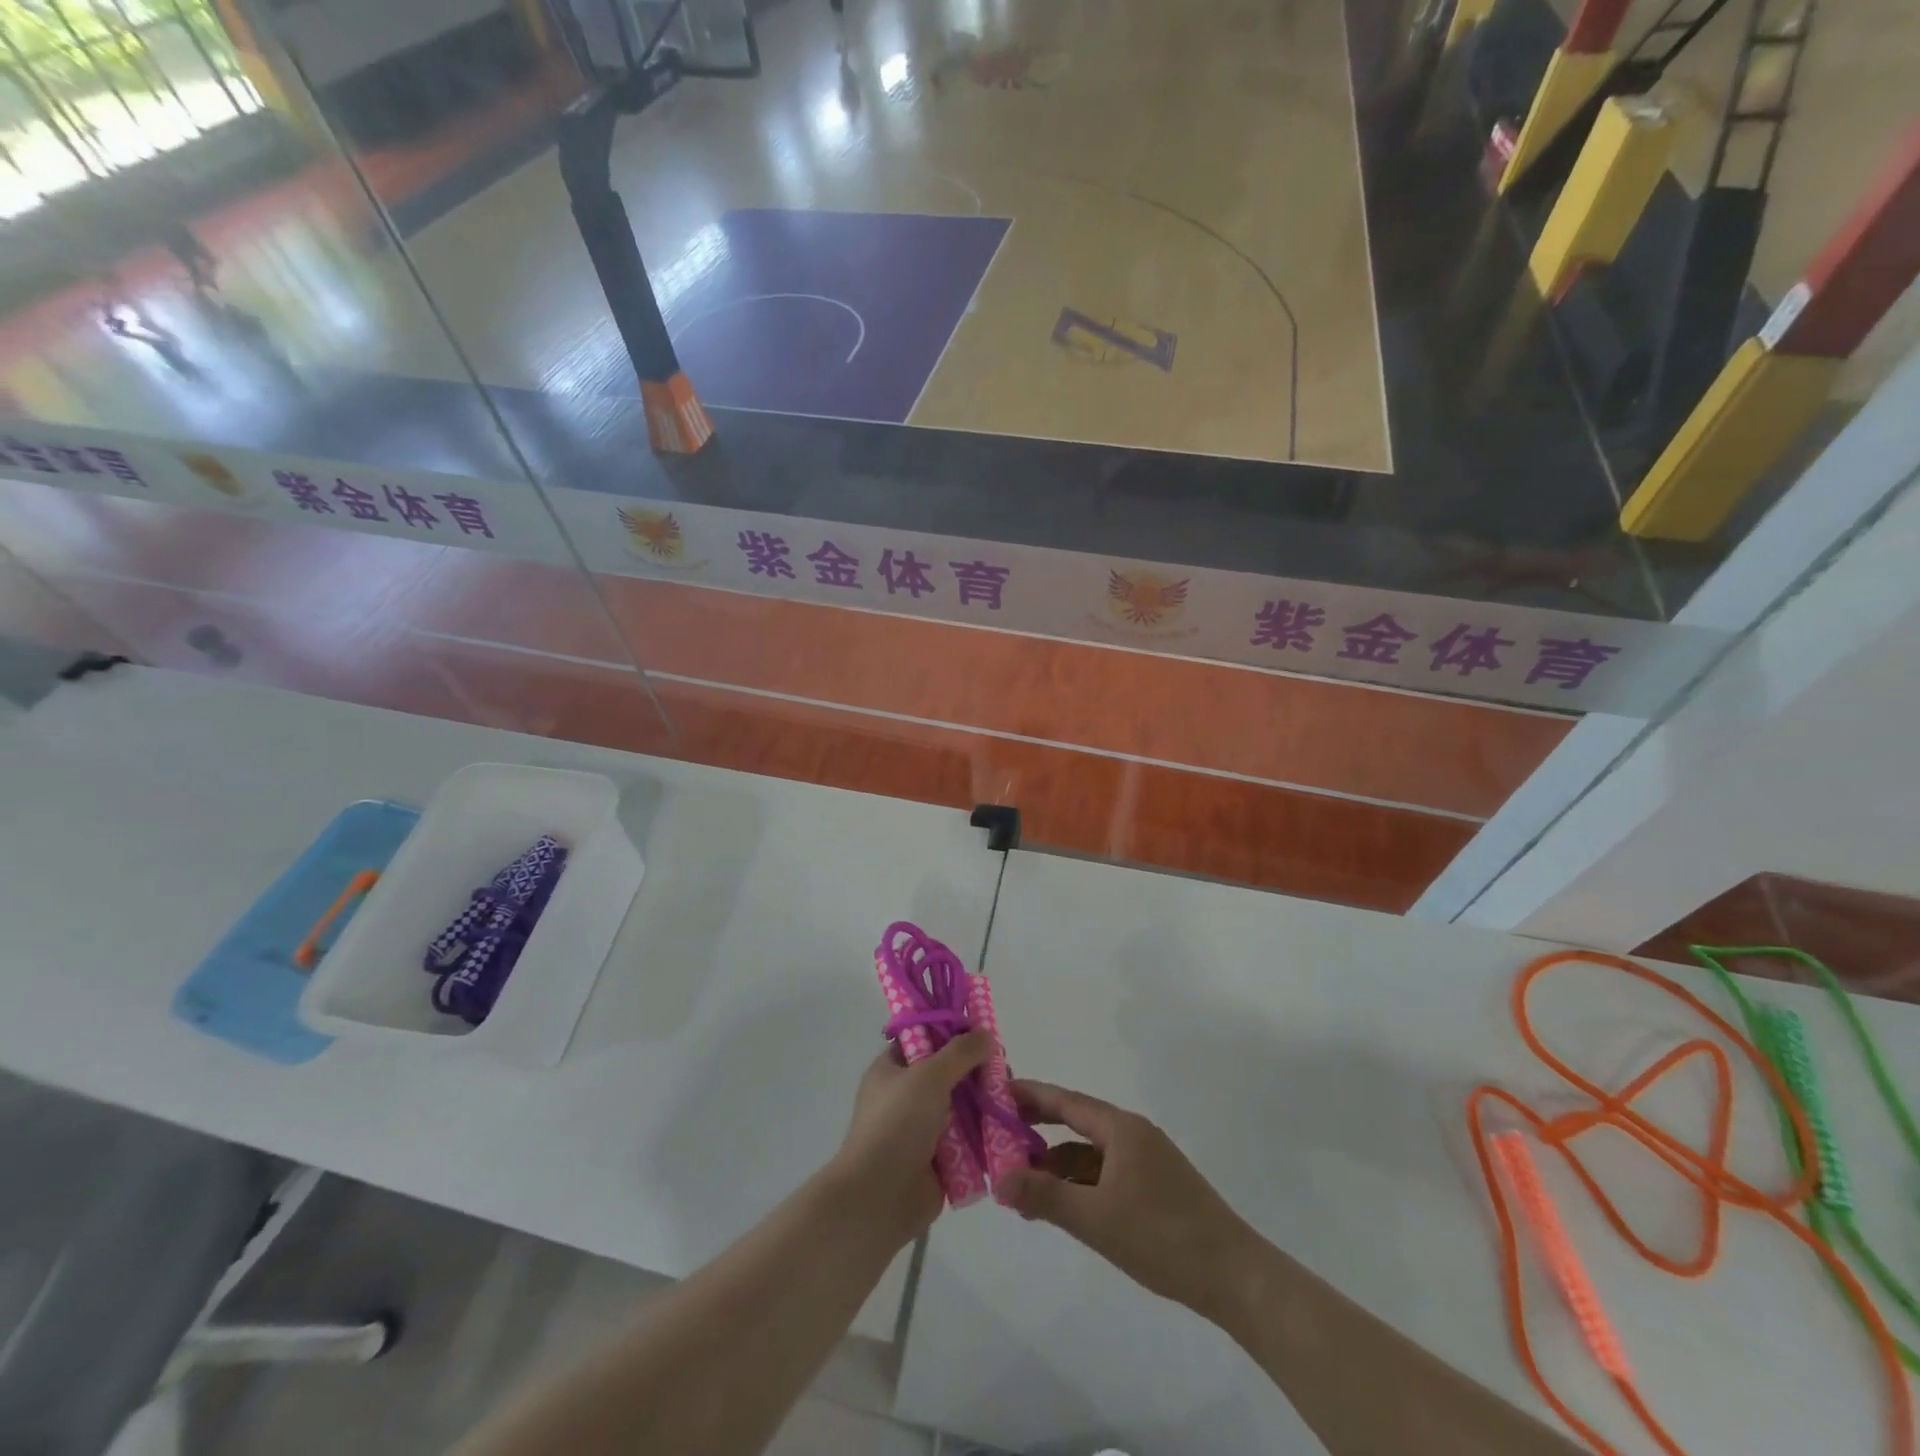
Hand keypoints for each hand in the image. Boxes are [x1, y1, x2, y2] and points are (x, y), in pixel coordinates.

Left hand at [833, 1031, 991, 1246]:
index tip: (981, 1032)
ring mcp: (922, 1128)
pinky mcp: (939, 1159)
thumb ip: (960, 1052)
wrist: (880, 1197)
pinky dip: (985, 1134)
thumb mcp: (929, 1075)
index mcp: (892, 1069)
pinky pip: (967, 1139)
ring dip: (984, 1102)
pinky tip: (1009, 1126)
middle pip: (947, 1072)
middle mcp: (906, 1095)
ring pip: (961, 1106)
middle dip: (975, 1070)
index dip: (951, 1031)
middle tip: (1003, 1068)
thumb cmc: (897, 1124)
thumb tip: (985, 1034)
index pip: (923, 1038)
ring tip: (1010, 1097)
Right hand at [1000, 1080, 1262, 1327]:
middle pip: (1075, 1122)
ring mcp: (1144, 1161)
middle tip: (998, 1133)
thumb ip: (1046, 1198)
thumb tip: (998, 1179)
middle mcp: (1132, 1135)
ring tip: (1019, 1181)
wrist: (1234, 1277)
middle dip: (1037, 1128)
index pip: (1065, 1101)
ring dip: (1056, 1164)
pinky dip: (1078, 1184)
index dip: (1029, 1095)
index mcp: (1121, 1129)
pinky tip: (1058, 1205)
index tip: (995, 1091)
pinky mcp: (1152, 1188)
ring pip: (1089, 1153)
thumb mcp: (1097, 1220)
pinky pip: (1104, 1174)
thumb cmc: (1162, 1237)